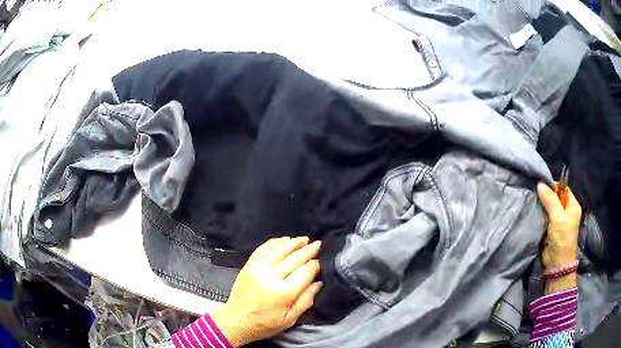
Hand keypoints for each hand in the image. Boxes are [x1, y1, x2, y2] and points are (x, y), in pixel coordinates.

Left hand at [211, 237, 321, 346]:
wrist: (236, 321)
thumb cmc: (265, 324)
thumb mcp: (290, 319)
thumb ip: (306, 300)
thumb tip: (318, 283)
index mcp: (283, 293)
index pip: (304, 272)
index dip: (315, 265)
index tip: (320, 263)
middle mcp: (270, 277)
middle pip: (294, 258)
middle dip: (308, 250)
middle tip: (318, 244)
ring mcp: (257, 269)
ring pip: (279, 250)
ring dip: (293, 243)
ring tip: (304, 239)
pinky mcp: (248, 266)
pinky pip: (263, 249)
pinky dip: (275, 242)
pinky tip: (284, 240)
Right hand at [537, 183, 581, 293]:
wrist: (556, 265)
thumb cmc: (562, 239)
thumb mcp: (557, 217)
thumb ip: (550, 199)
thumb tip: (539, 183)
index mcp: (572, 205)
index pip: (562, 188)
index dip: (552, 186)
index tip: (540, 187)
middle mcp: (566, 211)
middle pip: (555, 197)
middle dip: (545, 196)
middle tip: (534, 195)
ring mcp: (558, 221)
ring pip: (548, 207)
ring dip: (541, 206)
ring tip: (532, 203)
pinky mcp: (550, 229)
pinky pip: (544, 217)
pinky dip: (539, 215)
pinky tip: (533, 213)